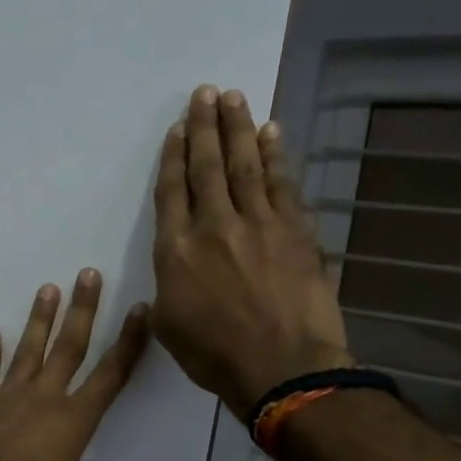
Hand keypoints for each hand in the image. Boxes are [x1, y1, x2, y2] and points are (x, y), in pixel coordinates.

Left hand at [0, 271, 148, 460]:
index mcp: (72, 421)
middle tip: (89, 273)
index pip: (110, 376)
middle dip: (83, 310)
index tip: (140, 311)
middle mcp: (43, 397)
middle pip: (69, 347)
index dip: (129, 343)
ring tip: (48, 288)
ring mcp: (6, 394)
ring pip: (29, 349)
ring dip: (40, 319)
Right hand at [152, 85, 351, 420]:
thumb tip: (173, 271)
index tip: (176, 128)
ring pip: (244, 166)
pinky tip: (271, 134)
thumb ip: (166, 289)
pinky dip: (275, 156)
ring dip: (238, 128)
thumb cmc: (215, 355)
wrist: (283, 368)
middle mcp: (214, 227)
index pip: (172, 192)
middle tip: (204, 92)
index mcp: (176, 251)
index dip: (173, 157)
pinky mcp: (295, 232)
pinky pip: (281, 184)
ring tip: (233, 97)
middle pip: (207, 167)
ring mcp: (258, 225)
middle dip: (204, 127)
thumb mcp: (168, 326)